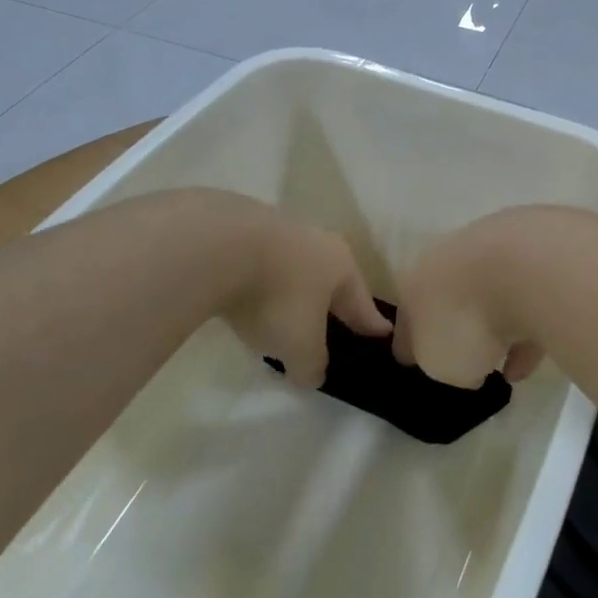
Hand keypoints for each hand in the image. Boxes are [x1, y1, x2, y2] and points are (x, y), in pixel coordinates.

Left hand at [214, 196, 390, 388]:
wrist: (214, 246)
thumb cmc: (276, 298)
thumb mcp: (300, 346)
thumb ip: (311, 364)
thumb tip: (312, 373)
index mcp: (341, 264)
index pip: (361, 301)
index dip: (370, 322)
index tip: (383, 332)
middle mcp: (315, 239)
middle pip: (328, 276)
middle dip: (330, 299)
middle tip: (333, 319)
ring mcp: (275, 227)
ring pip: (292, 264)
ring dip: (291, 285)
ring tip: (282, 307)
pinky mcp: (236, 224)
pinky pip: (256, 259)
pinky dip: (256, 276)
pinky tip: (243, 291)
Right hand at [393, 210, 546, 389]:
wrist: (524, 268)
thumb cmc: (466, 321)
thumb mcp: (441, 364)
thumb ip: (444, 365)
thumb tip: (464, 364)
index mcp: (414, 286)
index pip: (405, 320)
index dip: (409, 345)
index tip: (416, 363)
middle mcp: (448, 263)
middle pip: (447, 300)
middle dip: (455, 326)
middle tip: (465, 360)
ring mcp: (491, 253)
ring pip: (489, 298)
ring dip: (497, 330)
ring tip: (508, 370)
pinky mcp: (533, 255)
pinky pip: (526, 300)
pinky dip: (528, 327)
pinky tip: (533, 358)